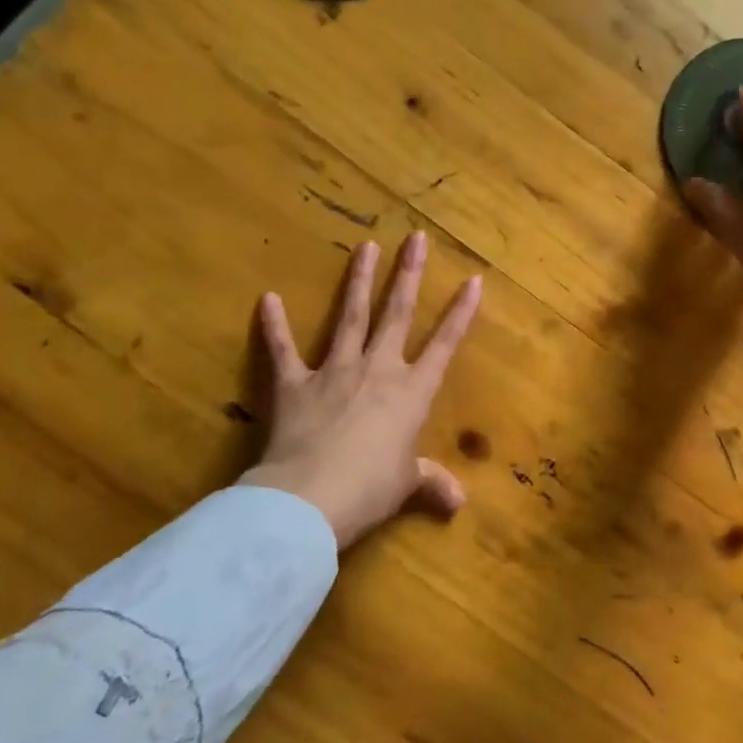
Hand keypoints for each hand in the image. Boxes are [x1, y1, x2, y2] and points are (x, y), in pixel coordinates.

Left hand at [240, 233, 482, 549]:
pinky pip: (282, 350)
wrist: (310, 499)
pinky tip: (268, 298)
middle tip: (415, 238)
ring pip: (350, 317)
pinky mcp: (294, 385)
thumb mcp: (406, 486)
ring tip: (365, 247)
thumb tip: (458, 503)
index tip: (474, 280)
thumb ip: (431, 484)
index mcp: (411, 392)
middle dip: (409, 275)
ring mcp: (334, 372)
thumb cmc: (370, 490)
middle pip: (397, 314)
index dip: (461, 313)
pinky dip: (274, 326)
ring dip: (359, 281)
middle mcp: (377, 370)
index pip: (444, 345)